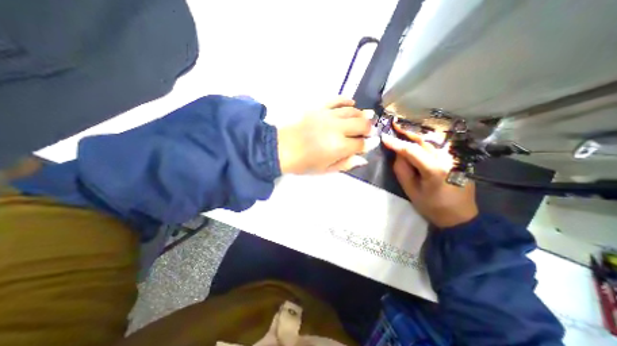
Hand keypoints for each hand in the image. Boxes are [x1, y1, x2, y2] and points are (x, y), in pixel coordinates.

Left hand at [277, 97, 372, 174]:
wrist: (281, 148)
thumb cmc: (303, 163)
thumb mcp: (325, 169)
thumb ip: (345, 164)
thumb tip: (363, 159)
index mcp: (339, 147)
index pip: (361, 143)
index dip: (368, 144)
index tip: (371, 143)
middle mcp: (337, 129)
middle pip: (361, 124)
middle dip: (369, 128)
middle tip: (368, 132)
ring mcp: (328, 116)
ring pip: (352, 111)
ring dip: (361, 115)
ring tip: (364, 119)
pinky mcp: (319, 108)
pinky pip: (337, 100)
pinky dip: (347, 101)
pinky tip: (352, 103)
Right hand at [384, 121, 478, 229]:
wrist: (460, 216)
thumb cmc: (432, 206)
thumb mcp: (410, 191)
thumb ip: (402, 170)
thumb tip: (398, 154)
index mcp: (435, 170)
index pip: (412, 151)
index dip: (396, 143)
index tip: (384, 138)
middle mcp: (448, 159)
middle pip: (425, 139)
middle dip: (408, 131)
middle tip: (395, 124)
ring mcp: (456, 157)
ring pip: (434, 139)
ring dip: (418, 132)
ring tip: (404, 127)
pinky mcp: (458, 158)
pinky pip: (440, 144)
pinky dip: (428, 137)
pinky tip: (419, 135)